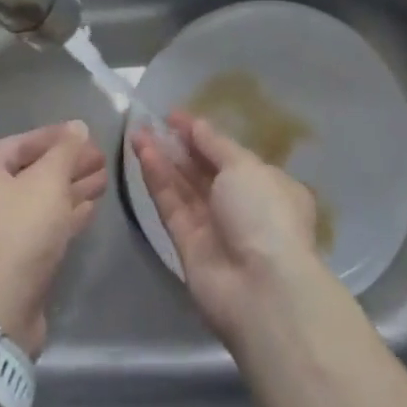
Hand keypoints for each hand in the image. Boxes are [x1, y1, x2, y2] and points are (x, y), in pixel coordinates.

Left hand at [0, 120, 107, 356]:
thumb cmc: (20, 233)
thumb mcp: (48, 181)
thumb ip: (66, 151)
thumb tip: (78, 127)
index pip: (22, 142)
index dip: (56, 136)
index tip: (86, 133)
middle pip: (33, 172)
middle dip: (68, 164)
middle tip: (101, 157)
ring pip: (41, 201)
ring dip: (72, 189)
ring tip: (103, 179)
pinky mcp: (15, 260)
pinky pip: (43, 227)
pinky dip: (66, 215)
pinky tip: (90, 208)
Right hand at [130, 111, 320, 345]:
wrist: (261, 290)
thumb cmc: (264, 214)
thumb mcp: (245, 167)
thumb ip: (215, 144)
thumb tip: (196, 125)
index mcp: (268, 185)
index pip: (230, 154)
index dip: (203, 134)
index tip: (175, 116)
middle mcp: (242, 205)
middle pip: (204, 170)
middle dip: (179, 146)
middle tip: (151, 122)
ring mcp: (214, 227)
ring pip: (184, 187)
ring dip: (162, 160)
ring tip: (138, 133)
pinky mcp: (188, 247)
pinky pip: (172, 207)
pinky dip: (158, 181)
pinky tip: (143, 155)